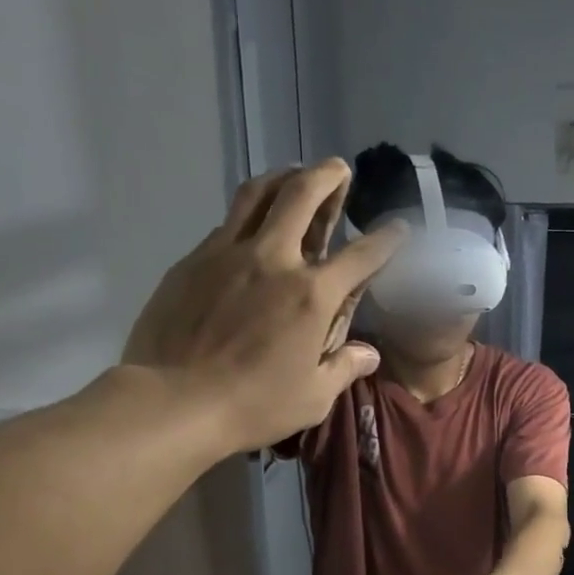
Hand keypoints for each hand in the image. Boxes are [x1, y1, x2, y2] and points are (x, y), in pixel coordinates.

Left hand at [122, 160, 406, 454]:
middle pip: (302, 195)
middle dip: (327, 176)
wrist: (175, 400)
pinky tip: (250, 228)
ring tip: (294, 175)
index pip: (361, 256)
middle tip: (338, 169)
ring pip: (258, 194)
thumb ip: (344, 368)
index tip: (398, 227)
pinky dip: (247, 215)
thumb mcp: (314, 398)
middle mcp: (273, 259)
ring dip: (282, 177)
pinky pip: (227, 224)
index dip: (385, 239)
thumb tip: (369, 354)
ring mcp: (227, 253)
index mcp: (312, 295)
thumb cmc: (254, 405)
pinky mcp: (193, 260)